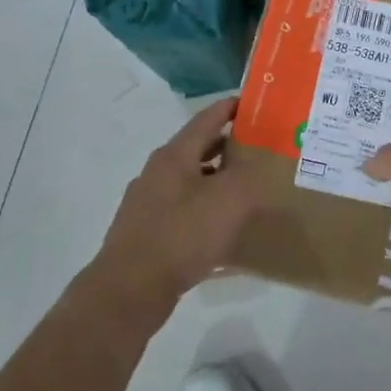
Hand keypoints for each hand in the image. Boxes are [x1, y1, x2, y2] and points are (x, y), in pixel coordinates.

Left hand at [90, 97, 262, 316]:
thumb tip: (257, 164)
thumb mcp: (228, 201)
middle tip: (258, 148)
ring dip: (217, 181)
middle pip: (197, 150)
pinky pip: (185, 212)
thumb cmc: (182, 236)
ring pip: (190, 183)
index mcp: (174, 157)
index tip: (251, 103)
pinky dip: (206, 211)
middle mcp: (157, 174)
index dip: (229, 109)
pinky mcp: (148, 233)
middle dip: (227, 147)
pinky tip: (224, 232)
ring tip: (247, 190)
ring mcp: (149, 204)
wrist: (131, 288)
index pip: (205, 120)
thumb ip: (248, 177)